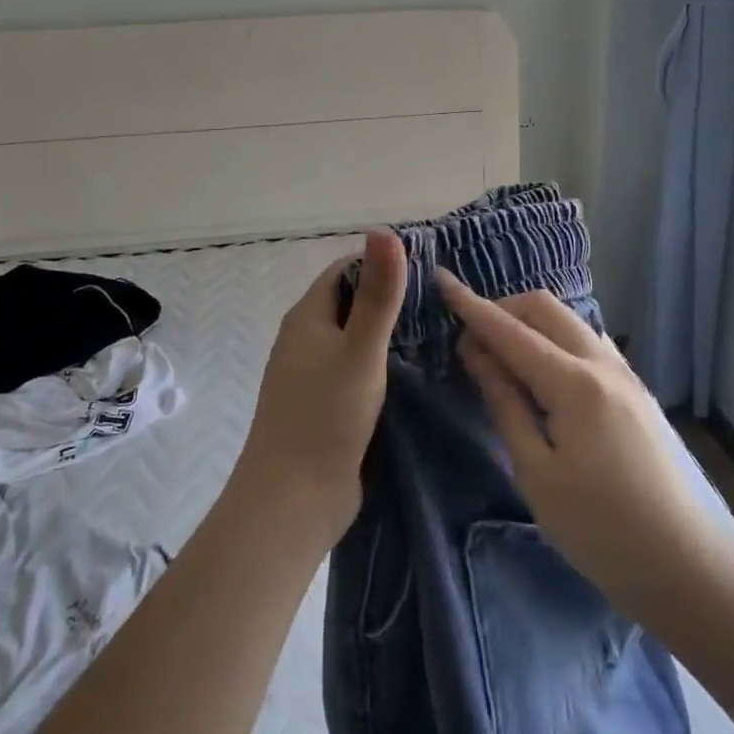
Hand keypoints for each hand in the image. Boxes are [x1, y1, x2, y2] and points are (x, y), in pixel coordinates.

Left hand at [233, 231, 407, 540]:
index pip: (344, 270)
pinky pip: (356, 371)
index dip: (380, 262)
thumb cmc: (325, 417)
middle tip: (441, 301)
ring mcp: (312, 376)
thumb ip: (378, 294)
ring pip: (354, 339)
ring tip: (438, 332)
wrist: (292, 502)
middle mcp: (305, 340)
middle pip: (349, 303)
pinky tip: (414, 373)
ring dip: (387, 333)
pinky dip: (382, 365)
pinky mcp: (324, 407)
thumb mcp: (360, 349)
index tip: (426, 267)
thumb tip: (383, 230)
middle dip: (389, 297)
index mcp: (306, 318)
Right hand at [436, 272, 711, 622]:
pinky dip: (555, 340)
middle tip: (471, 340)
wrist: (687, 567)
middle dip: (502, 309)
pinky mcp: (635, 390)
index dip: (471, 305)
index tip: (440, 280)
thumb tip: (475, 352)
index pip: (510, 330)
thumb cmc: (600, 530)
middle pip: (544, 308)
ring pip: (568, 320)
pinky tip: (543, 372)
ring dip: (530, 322)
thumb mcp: (536, 472)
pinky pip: (587, 342)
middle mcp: (602, 364)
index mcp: (574, 383)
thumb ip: (505, 403)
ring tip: (502, 356)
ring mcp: (625, 374)